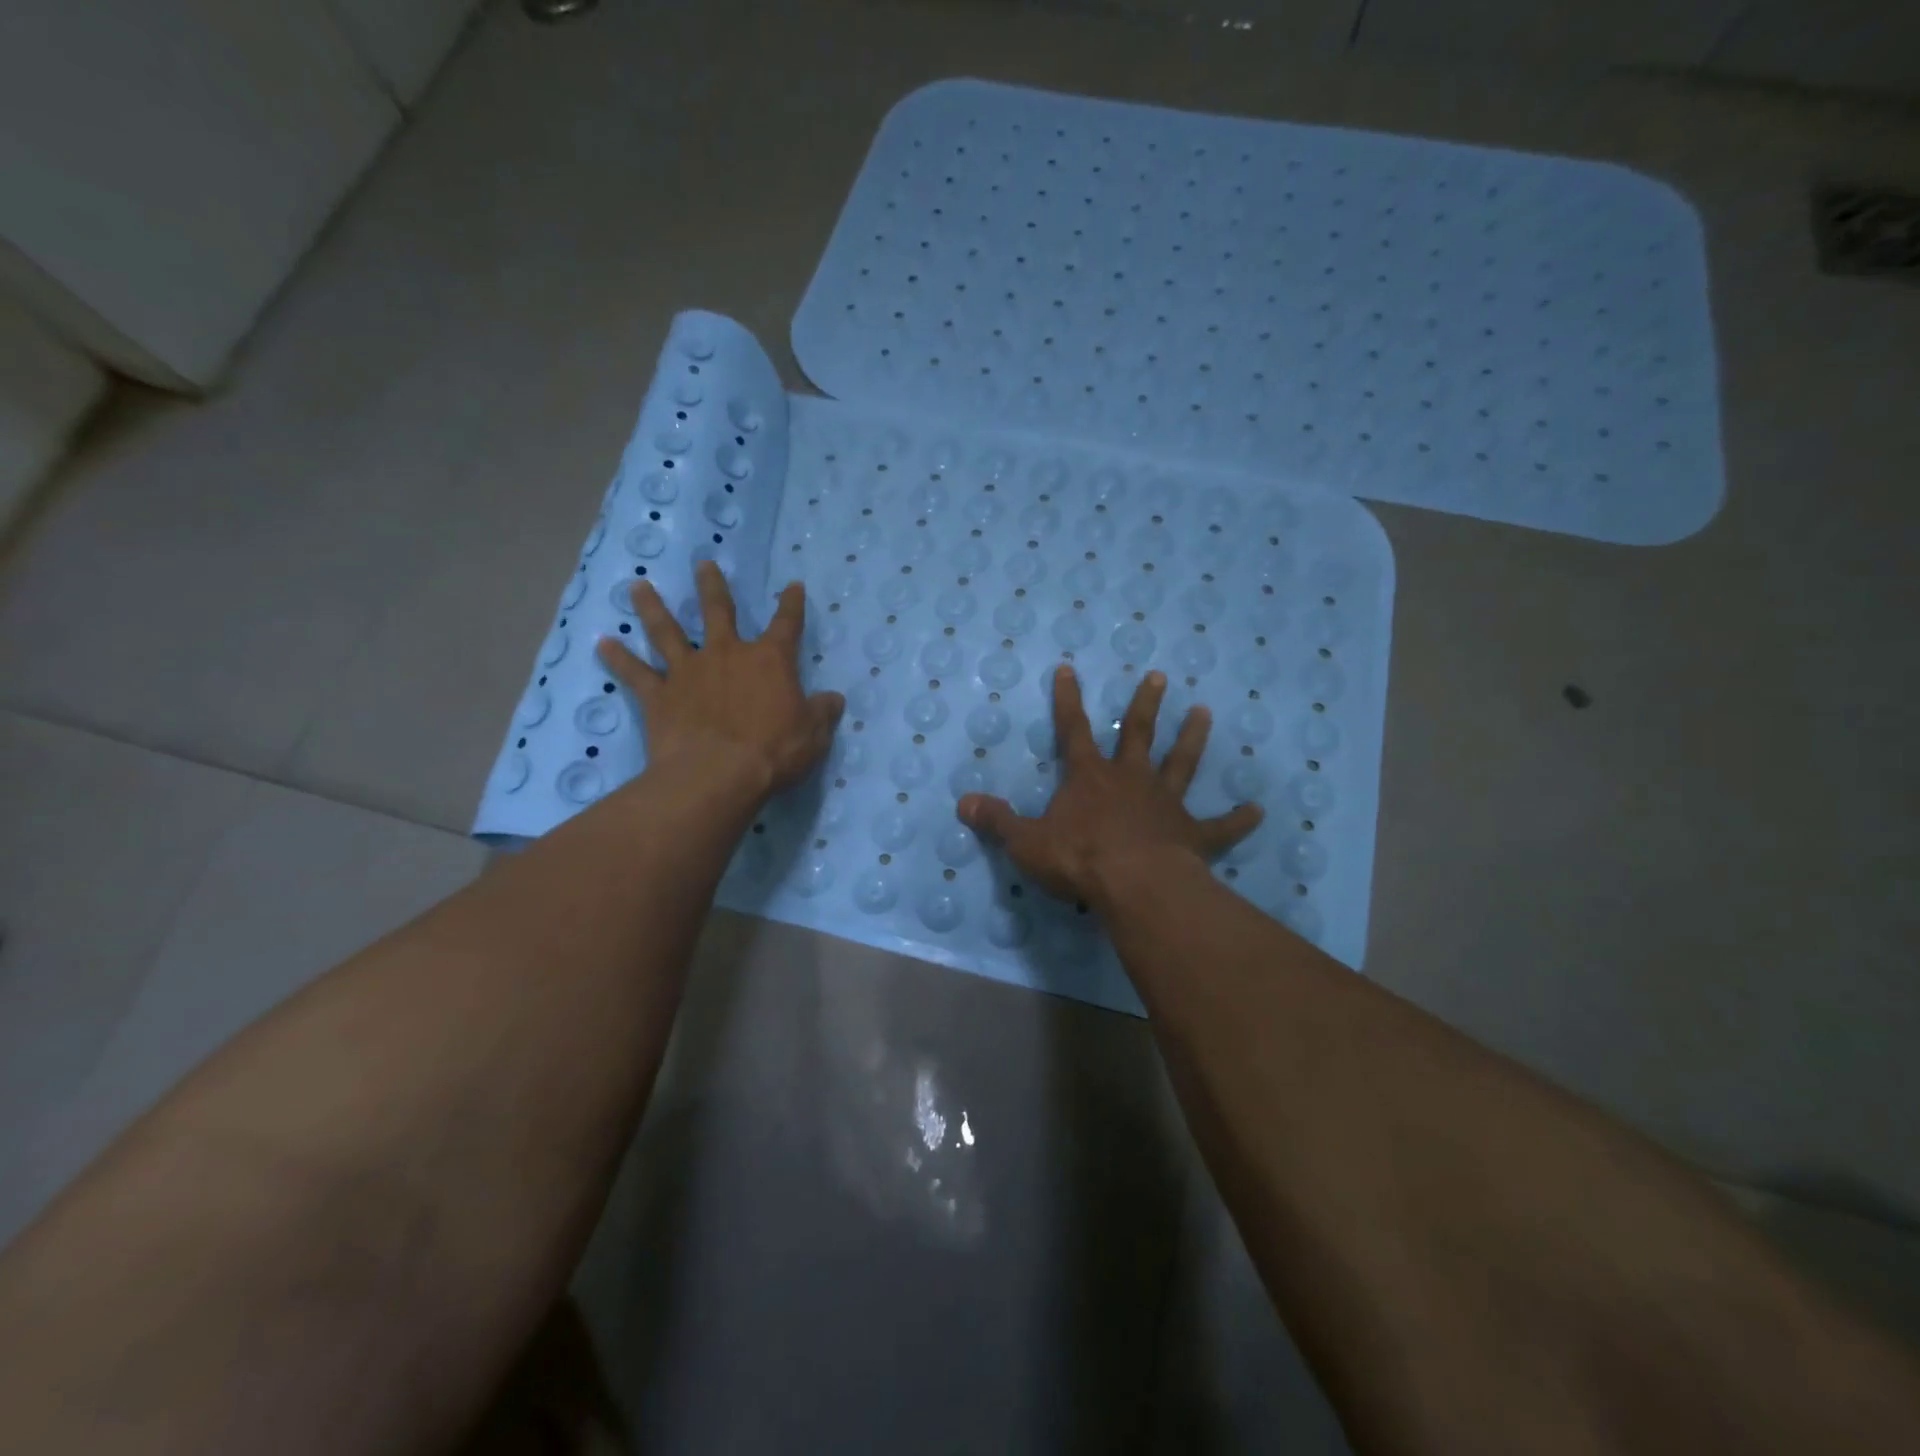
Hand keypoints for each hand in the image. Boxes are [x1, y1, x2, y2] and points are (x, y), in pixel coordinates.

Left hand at [597, 561, 843, 796]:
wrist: (717, 775)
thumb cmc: (773, 752)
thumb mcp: (813, 734)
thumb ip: (822, 712)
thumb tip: (834, 699)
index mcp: (770, 661)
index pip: (786, 624)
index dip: (791, 604)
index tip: (792, 586)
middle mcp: (727, 655)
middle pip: (718, 611)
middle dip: (712, 586)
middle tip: (702, 564)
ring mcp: (689, 672)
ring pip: (667, 631)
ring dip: (652, 608)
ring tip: (638, 587)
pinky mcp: (659, 696)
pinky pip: (635, 673)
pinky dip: (618, 658)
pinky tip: (602, 644)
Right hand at [957, 665, 1261, 907]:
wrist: (1135, 885)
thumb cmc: (1079, 859)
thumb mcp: (1026, 842)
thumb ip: (997, 821)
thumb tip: (962, 802)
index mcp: (1090, 777)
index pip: (1074, 729)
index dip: (1068, 700)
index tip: (1070, 669)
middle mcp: (1130, 780)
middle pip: (1140, 734)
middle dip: (1147, 704)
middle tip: (1161, 676)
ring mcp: (1166, 805)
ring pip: (1182, 764)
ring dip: (1193, 739)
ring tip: (1206, 712)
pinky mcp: (1192, 836)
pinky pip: (1220, 826)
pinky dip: (1238, 820)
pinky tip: (1258, 811)